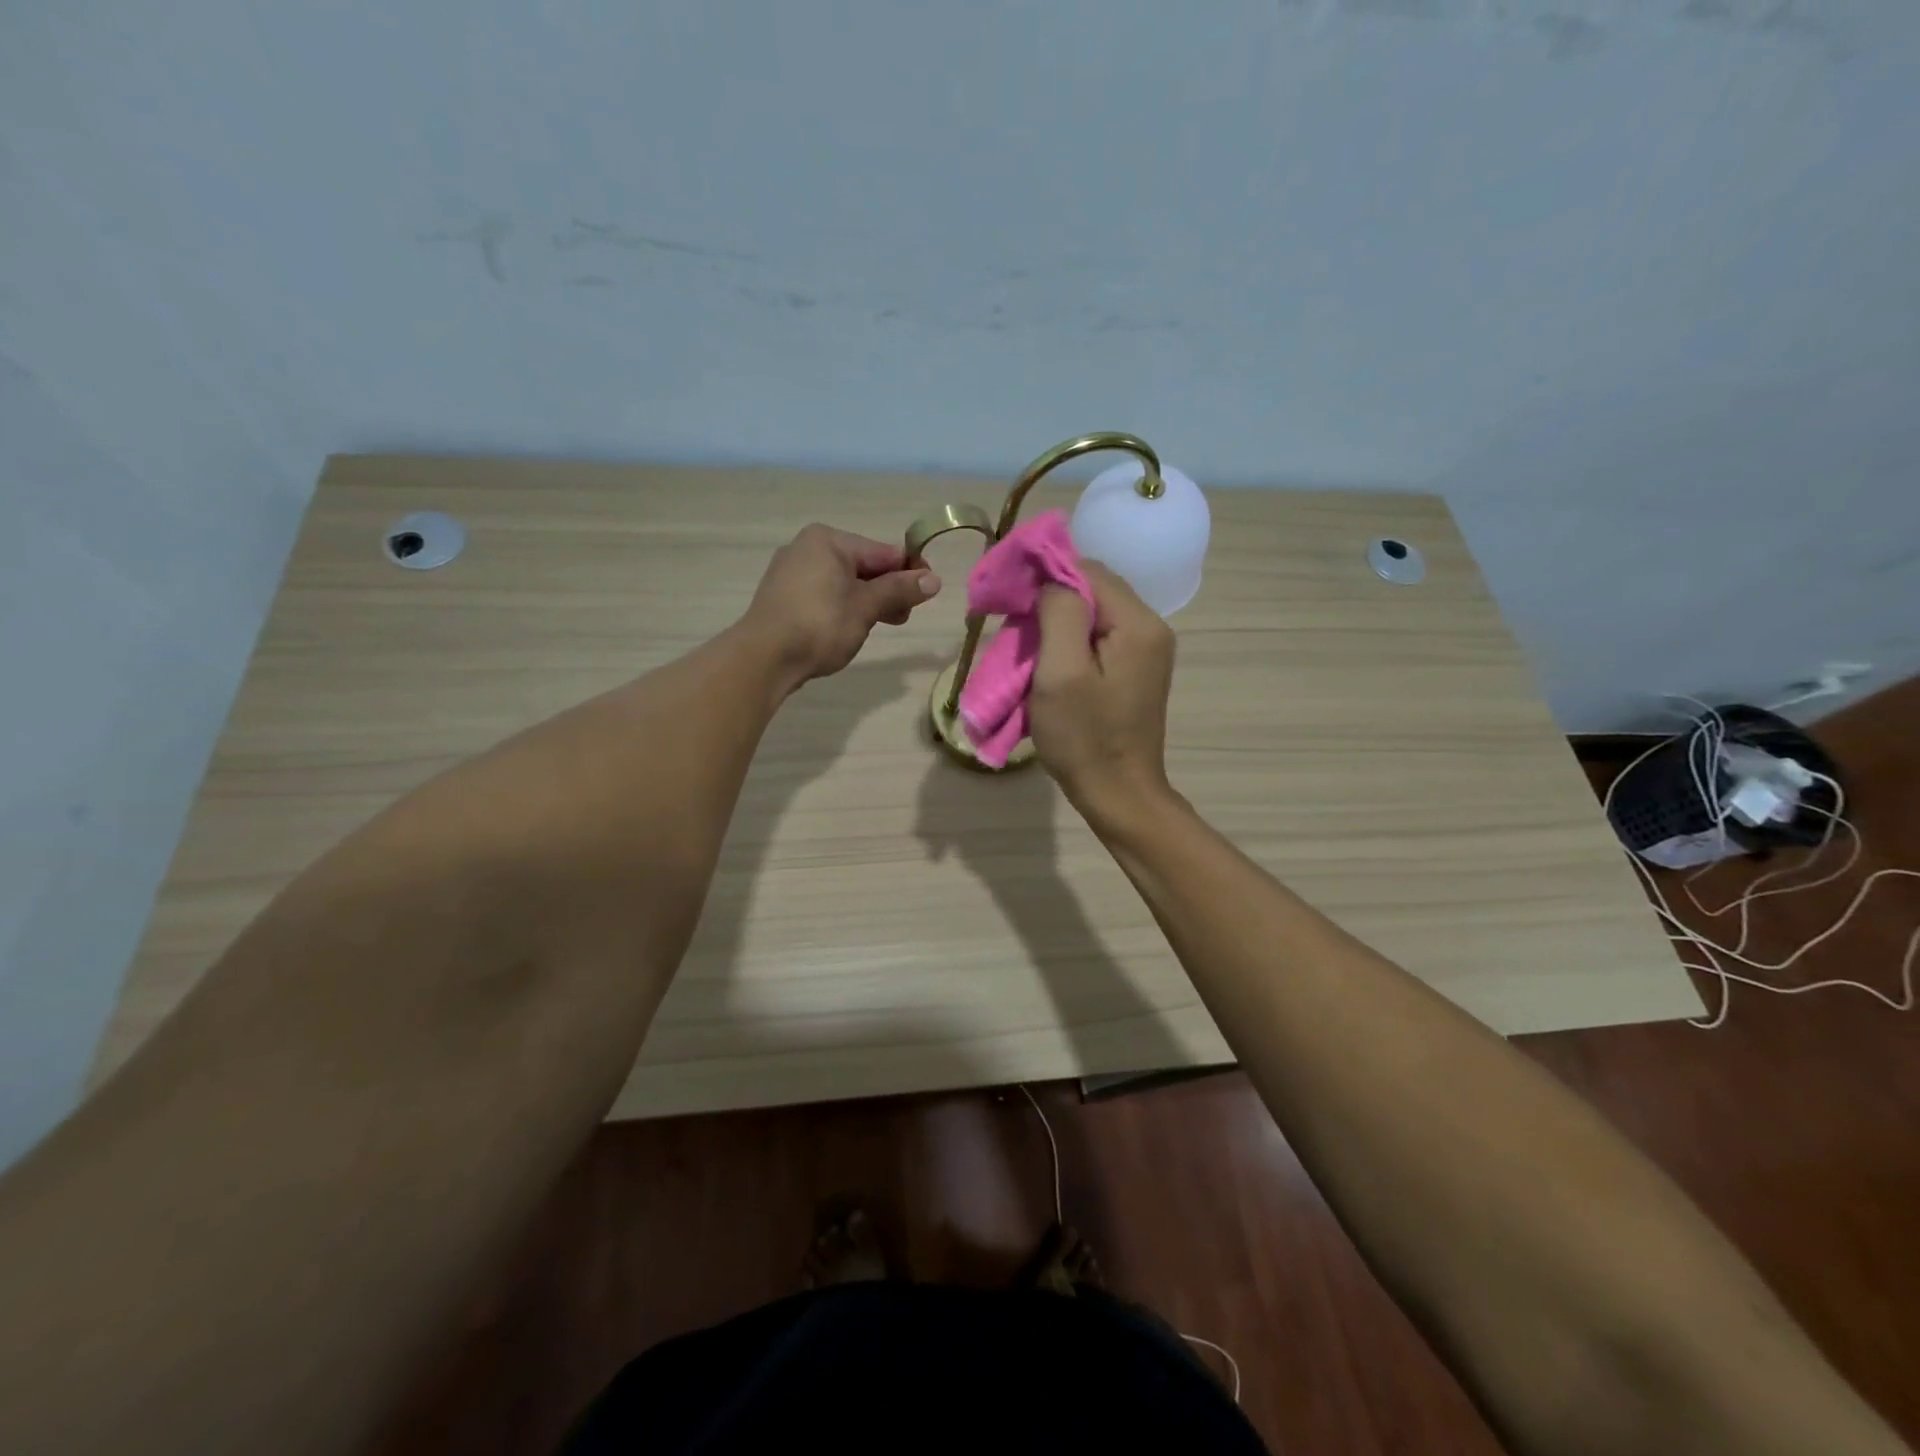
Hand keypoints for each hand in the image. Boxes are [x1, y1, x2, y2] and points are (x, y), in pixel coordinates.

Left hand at [743, 524, 940, 688]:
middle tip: (904, 617)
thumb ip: (899, 590)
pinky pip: (825, 595)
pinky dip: (844, 608)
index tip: (930, 592)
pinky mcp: (783, 597)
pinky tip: (850, 629)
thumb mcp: (866, 607)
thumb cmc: (820, 624)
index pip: (882, 551)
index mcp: (828, 540)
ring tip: (880, 626)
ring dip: (868, 602)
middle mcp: (807, 548)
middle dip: (888, 590)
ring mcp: (791, 572)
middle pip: (863, 566)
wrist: (764, 657)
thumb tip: (934, 580)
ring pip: (844, 583)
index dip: (910, 571)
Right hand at [1029, 562, 1176, 827]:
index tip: (1008, 592)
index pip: (1086, 569)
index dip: (1044, 573)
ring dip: (1056, 621)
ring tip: (1025, 644)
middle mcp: (1150, 627)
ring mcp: (1146, 650)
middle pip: (1092, 588)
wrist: (1118, 793)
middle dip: (1049, 598)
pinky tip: (1049, 660)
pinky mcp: (1135, 670)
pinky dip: (1069, 640)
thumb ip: (1059, 613)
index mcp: (1137, 623)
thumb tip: (1050, 579)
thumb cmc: (1084, 737)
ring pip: (1093, 612)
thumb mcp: (1061, 672)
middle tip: (1012, 622)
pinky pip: (1098, 637)